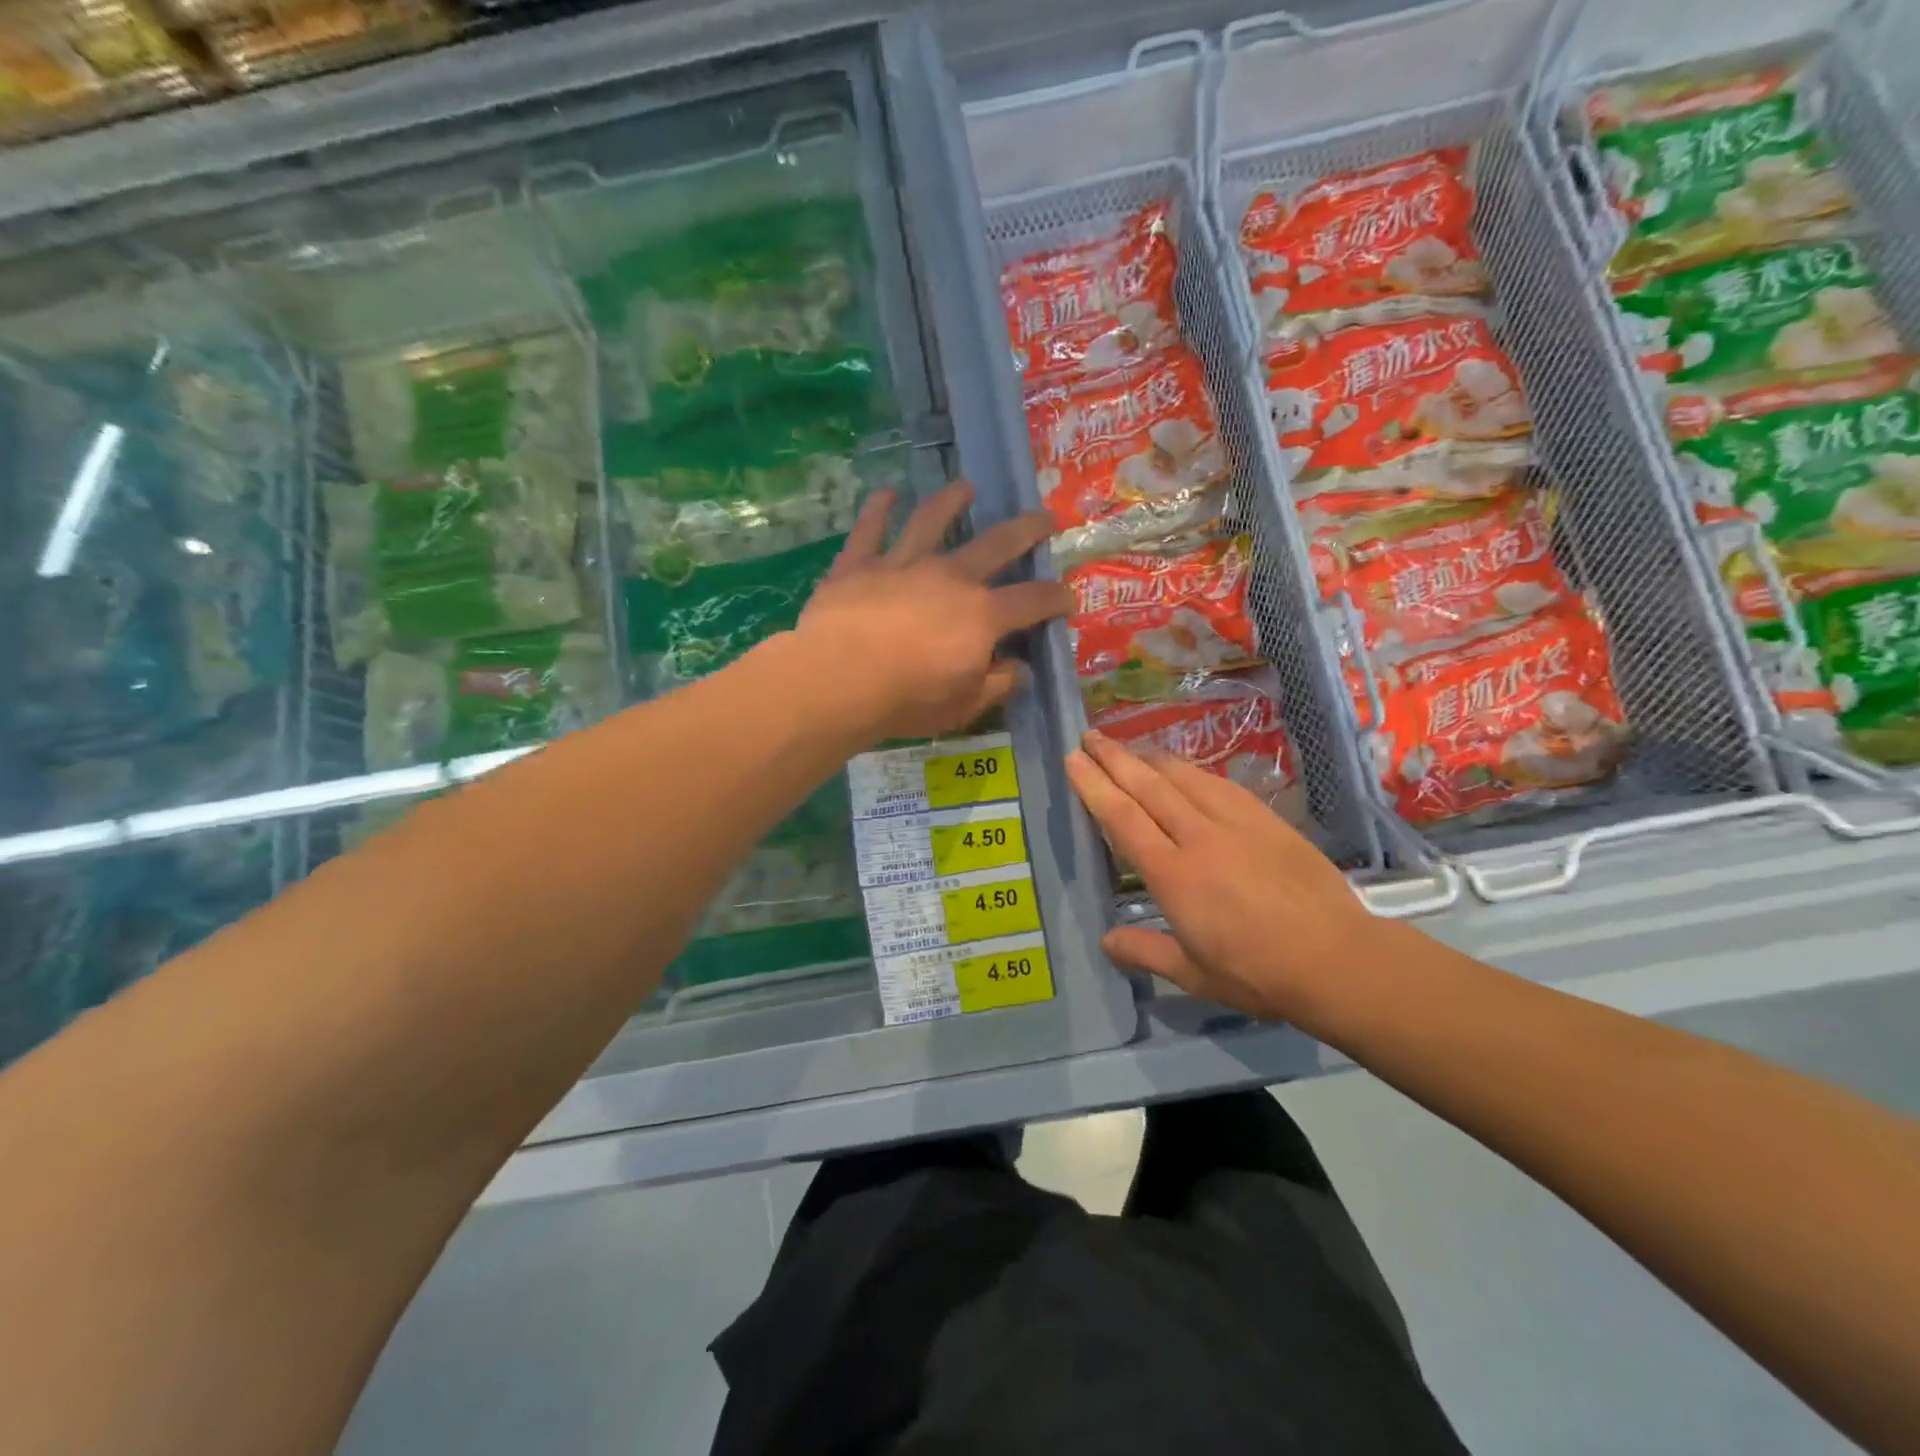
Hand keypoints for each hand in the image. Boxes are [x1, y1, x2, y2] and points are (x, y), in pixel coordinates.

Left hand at [794, 481, 1072, 742]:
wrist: (838, 680)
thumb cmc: (908, 699)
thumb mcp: (964, 705)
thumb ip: (998, 684)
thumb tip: (1022, 670)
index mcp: (982, 614)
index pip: (1032, 601)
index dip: (1056, 598)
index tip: (1068, 597)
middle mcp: (950, 577)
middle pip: (997, 543)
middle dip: (1027, 529)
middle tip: (1045, 517)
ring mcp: (903, 564)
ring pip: (932, 521)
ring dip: (951, 501)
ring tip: (965, 487)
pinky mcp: (859, 564)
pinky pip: (870, 529)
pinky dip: (878, 510)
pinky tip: (885, 493)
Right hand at [1065, 730, 1382, 1022]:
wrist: (1337, 959)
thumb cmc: (1258, 974)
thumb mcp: (1194, 975)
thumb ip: (1145, 952)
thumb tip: (1106, 941)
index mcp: (1174, 876)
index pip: (1123, 819)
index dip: (1094, 786)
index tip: (1074, 760)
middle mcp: (1199, 838)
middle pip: (1148, 787)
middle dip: (1114, 758)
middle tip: (1089, 735)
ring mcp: (1235, 823)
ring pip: (1183, 777)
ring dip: (1150, 758)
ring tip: (1127, 746)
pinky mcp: (1266, 819)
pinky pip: (1219, 784)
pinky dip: (1191, 770)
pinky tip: (1183, 768)